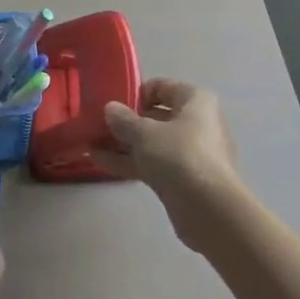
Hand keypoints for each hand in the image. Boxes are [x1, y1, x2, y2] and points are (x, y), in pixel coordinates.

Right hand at [94, 79, 242, 249]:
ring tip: (90, 144)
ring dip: (123, 144)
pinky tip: (100, 163)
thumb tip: (110, 108)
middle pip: (156, 116)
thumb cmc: (179, 156)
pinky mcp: (184, 179)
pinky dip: (130, 162)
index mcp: (196, 101)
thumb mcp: (144, 133)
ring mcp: (191, 154)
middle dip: (126, 122)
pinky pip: (153, 163)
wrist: (209, 211)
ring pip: (152, 143)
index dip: (136, 93)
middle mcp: (197, 123)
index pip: (162, 87)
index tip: (114, 104)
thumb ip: (123, 119)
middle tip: (98, 126)